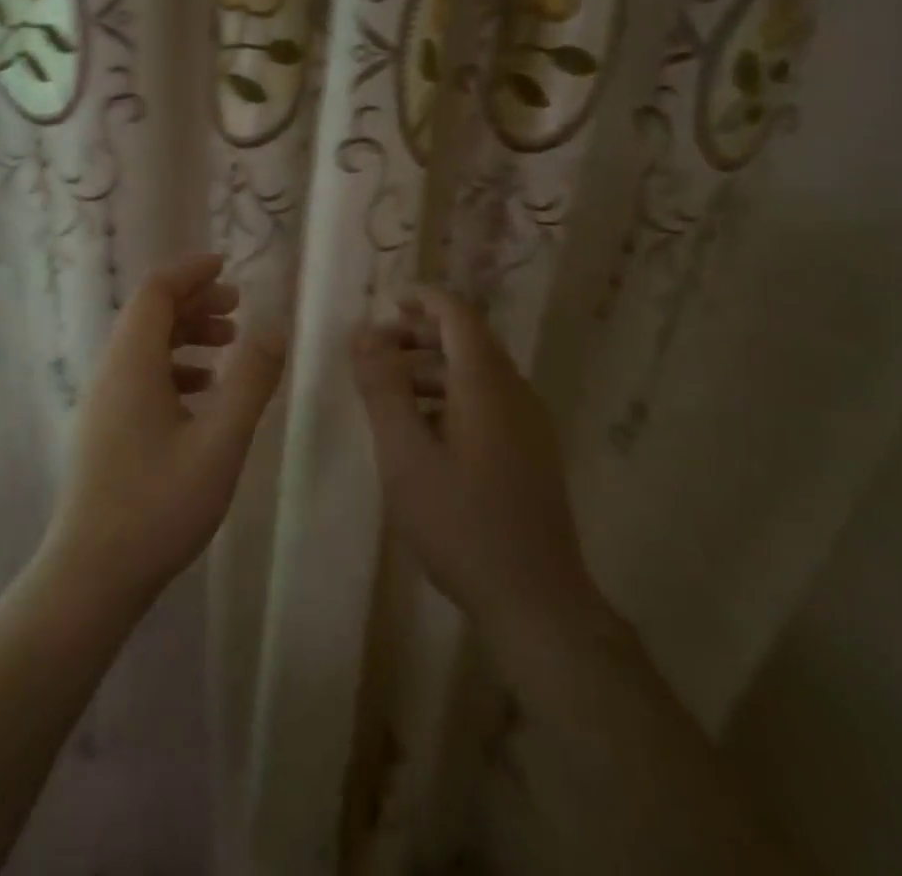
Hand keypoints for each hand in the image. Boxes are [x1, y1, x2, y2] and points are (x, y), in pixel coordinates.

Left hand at [42, 253, 285, 610]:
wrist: (92, 574)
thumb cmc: (159, 504)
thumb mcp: (220, 441)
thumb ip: (251, 380)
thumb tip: (275, 326)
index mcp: (132, 362)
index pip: (156, 291)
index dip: (191, 271)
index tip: (227, 266)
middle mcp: (110, 371)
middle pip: (149, 314)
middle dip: (193, 301)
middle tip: (237, 307)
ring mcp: (102, 401)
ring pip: (144, 346)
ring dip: (185, 334)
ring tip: (228, 344)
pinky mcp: (103, 428)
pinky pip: (139, 375)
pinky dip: (173, 367)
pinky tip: (203, 392)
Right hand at [353, 287, 609, 661]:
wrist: (537, 603)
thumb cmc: (461, 523)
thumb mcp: (405, 454)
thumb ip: (383, 389)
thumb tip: (364, 334)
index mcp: (486, 385)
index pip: (458, 315)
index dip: (424, 298)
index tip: (387, 300)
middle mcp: (514, 394)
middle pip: (468, 341)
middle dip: (419, 335)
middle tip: (374, 350)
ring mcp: (528, 426)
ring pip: (476, 373)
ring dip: (431, 368)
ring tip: (388, 390)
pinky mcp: (530, 454)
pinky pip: (486, 402)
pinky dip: (449, 396)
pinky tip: (420, 431)